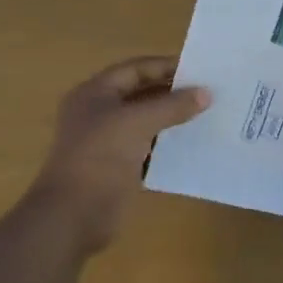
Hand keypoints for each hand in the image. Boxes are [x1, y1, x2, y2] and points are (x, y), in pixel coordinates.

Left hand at [29, 56, 209, 252]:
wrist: (73, 216)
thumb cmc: (100, 157)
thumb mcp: (137, 123)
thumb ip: (172, 105)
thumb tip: (206, 93)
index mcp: (95, 93)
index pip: (135, 69)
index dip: (166, 66)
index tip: (200, 70)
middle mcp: (100, 113)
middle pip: (141, 94)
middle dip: (173, 93)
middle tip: (209, 93)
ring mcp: (108, 142)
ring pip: (147, 122)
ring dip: (173, 120)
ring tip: (208, 116)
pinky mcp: (118, 168)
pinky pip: (148, 149)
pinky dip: (168, 146)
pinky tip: (194, 145)